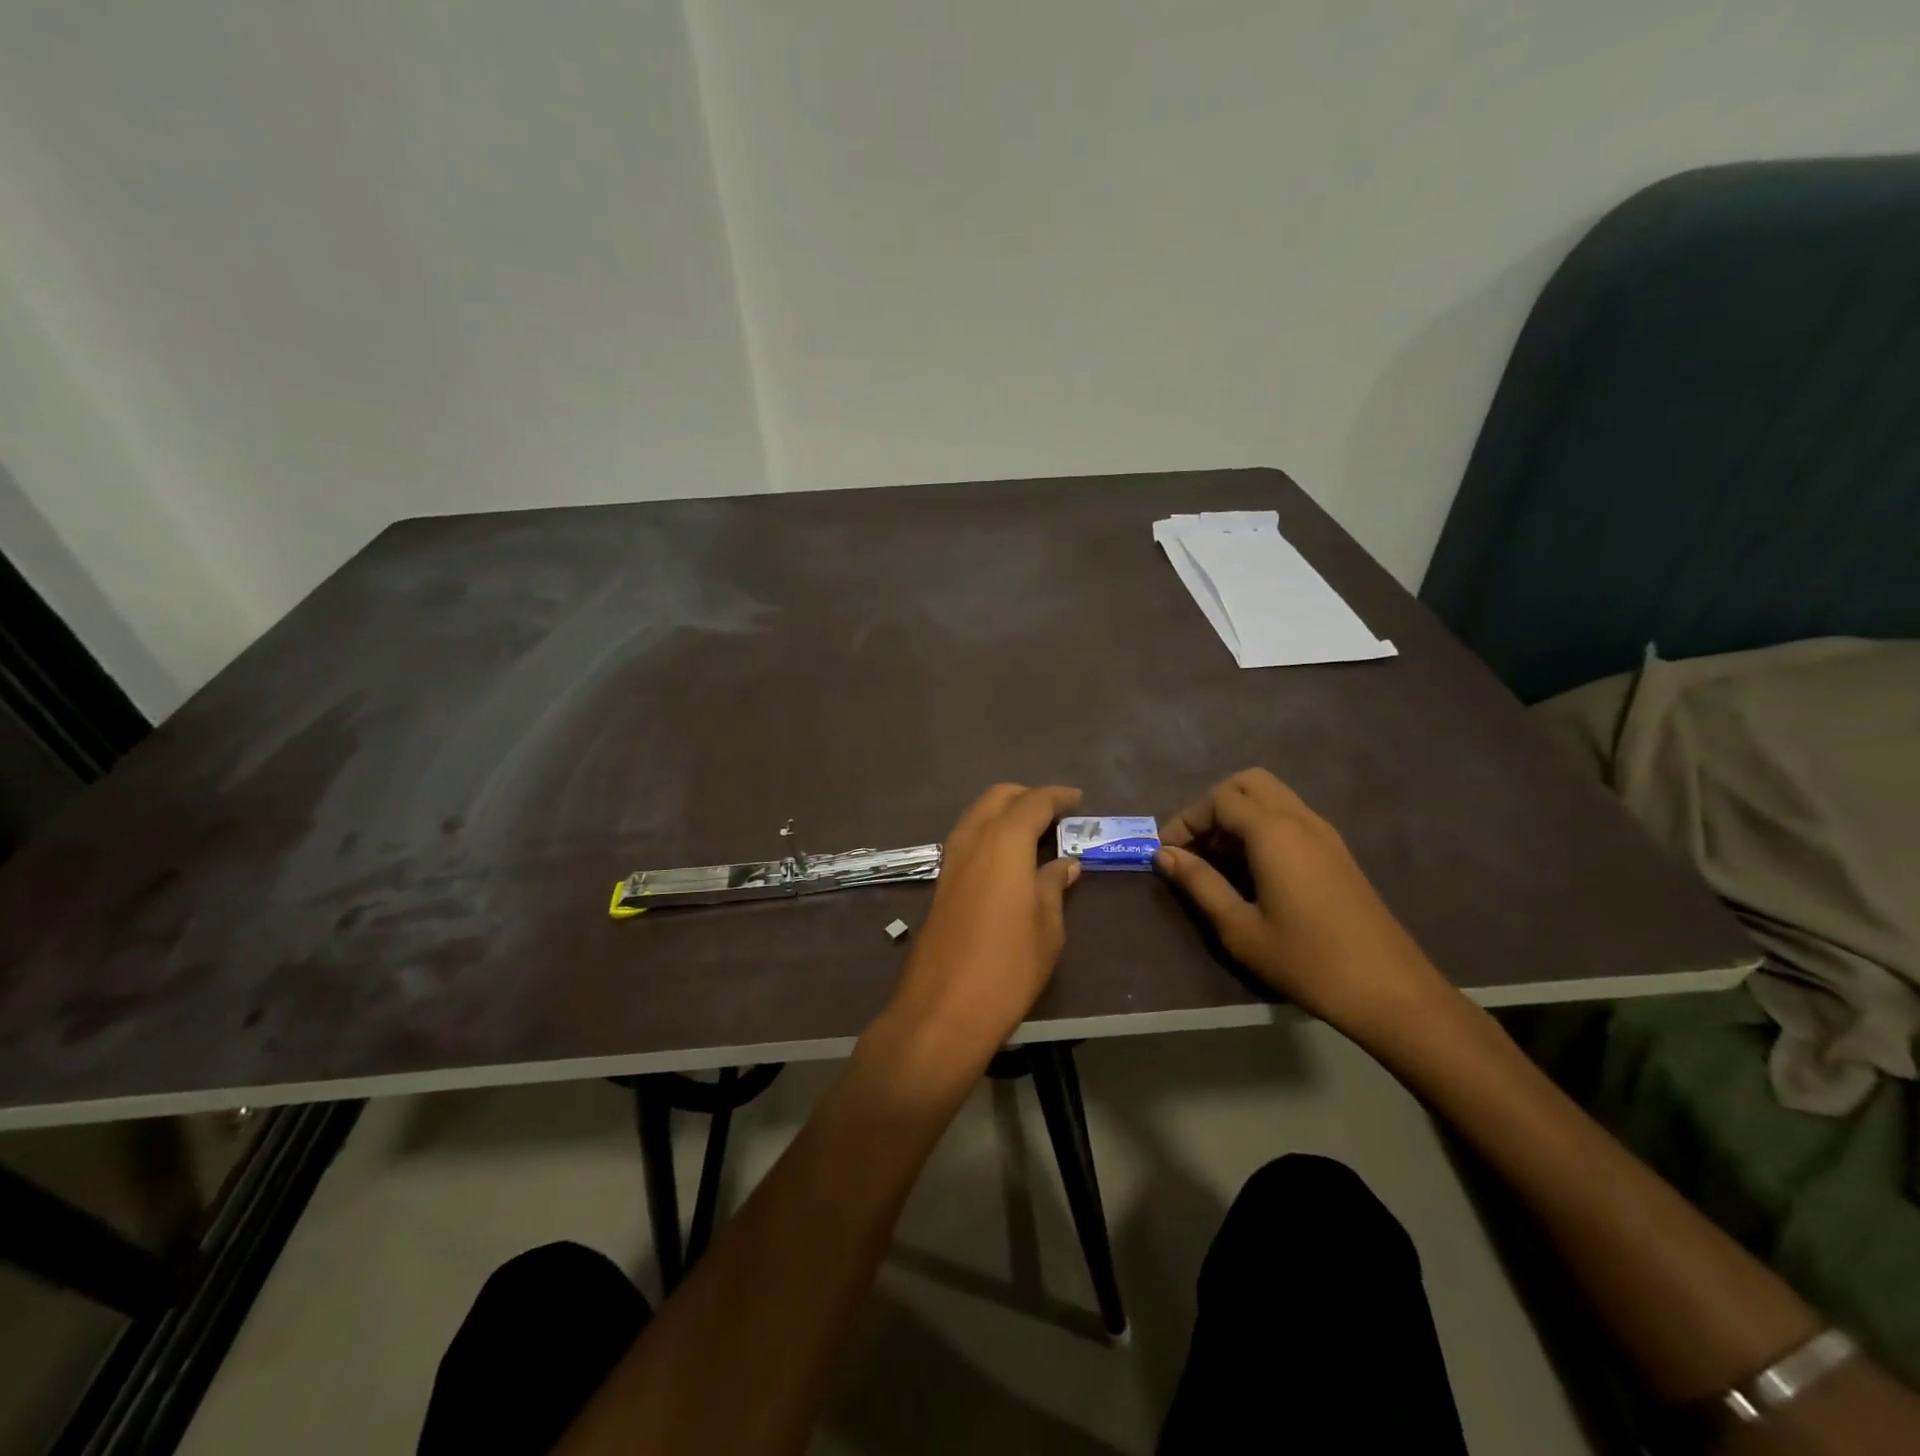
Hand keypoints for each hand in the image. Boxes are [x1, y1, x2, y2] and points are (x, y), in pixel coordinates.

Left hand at [884, 784, 1083, 1054]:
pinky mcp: (940, 883)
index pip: (1033, 802)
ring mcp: (950, 861)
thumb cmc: (1008, 966)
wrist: (943, 1009)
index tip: (1077, 799)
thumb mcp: (1047, 927)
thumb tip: (1065, 863)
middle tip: (1055, 812)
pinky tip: (1008, 859)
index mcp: (1003, 841)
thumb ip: (1054, 885)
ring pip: (977, 815)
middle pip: (997, 798)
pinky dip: (989, 834)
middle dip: (1026, 796)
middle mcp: (972, 839)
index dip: (1057, 796)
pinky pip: (967, 840)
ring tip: (1034, 832)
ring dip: (1004, 813)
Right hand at [1155, 768, 1447, 1037]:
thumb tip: (1164, 855)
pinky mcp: (1337, 851)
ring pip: (1272, 796)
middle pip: (1248, 783)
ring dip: (1238, 814)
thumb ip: (1199, 884)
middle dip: (1213, 806)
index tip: (1167, 852)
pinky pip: (1290, 816)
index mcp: (1274, 833)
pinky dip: (1262, 825)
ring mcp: (1324, 833)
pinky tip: (1252, 868)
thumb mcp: (1240, 928)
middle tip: (1195, 846)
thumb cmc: (1307, 961)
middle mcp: (1301, 819)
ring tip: (1218, 859)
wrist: (1390, 990)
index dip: (1186, 819)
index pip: (1219, 799)